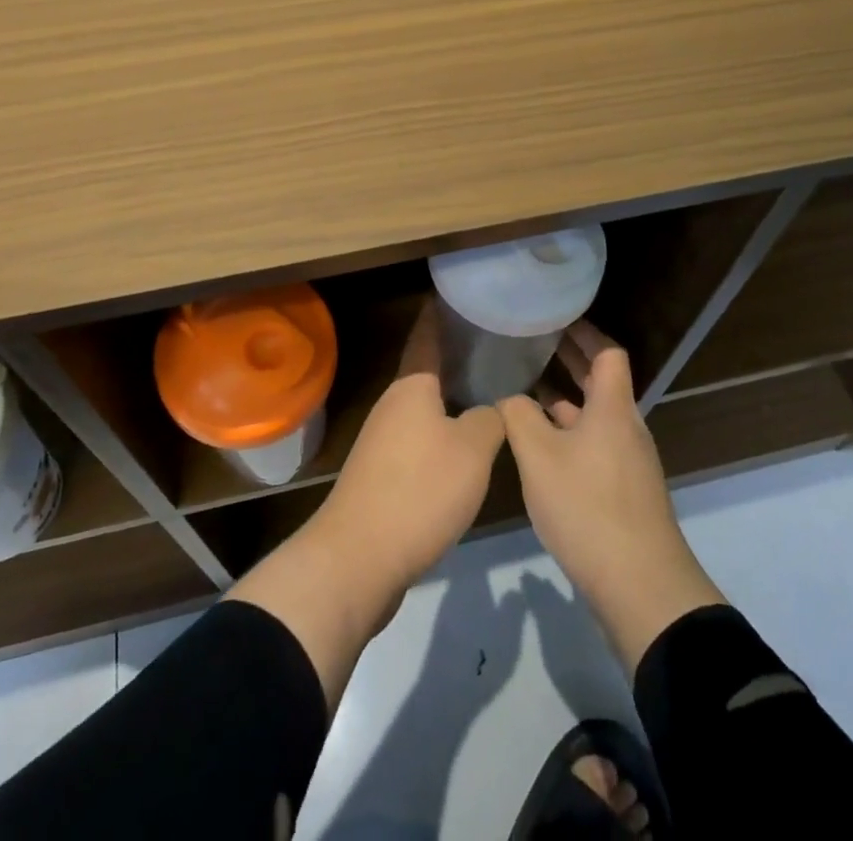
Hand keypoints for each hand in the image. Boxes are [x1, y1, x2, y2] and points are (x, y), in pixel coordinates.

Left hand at [312, 301, 505, 592]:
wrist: (360, 557)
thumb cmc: (420, 488)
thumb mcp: (472, 450)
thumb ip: (490, 419)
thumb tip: (492, 407)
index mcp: (411, 386)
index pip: (426, 336)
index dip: (440, 314)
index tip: (458, 295)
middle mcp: (392, 404)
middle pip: (426, 373)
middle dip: (454, 358)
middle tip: (493, 347)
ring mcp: (382, 440)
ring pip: (423, 409)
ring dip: (450, 400)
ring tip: (487, 393)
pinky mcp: (382, 474)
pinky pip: (418, 440)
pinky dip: (442, 433)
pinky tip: (466, 447)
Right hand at [499, 320, 724, 674]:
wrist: (640, 586)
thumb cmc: (588, 506)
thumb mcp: (538, 455)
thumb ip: (518, 415)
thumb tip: (510, 396)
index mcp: (613, 408)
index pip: (607, 353)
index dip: (584, 332)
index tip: (555, 317)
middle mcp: (625, 427)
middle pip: (602, 381)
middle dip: (570, 360)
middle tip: (534, 342)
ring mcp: (627, 462)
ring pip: (595, 416)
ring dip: (565, 398)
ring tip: (526, 388)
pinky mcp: (623, 491)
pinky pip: (594, 444)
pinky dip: (568, 432)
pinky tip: (539, 445)